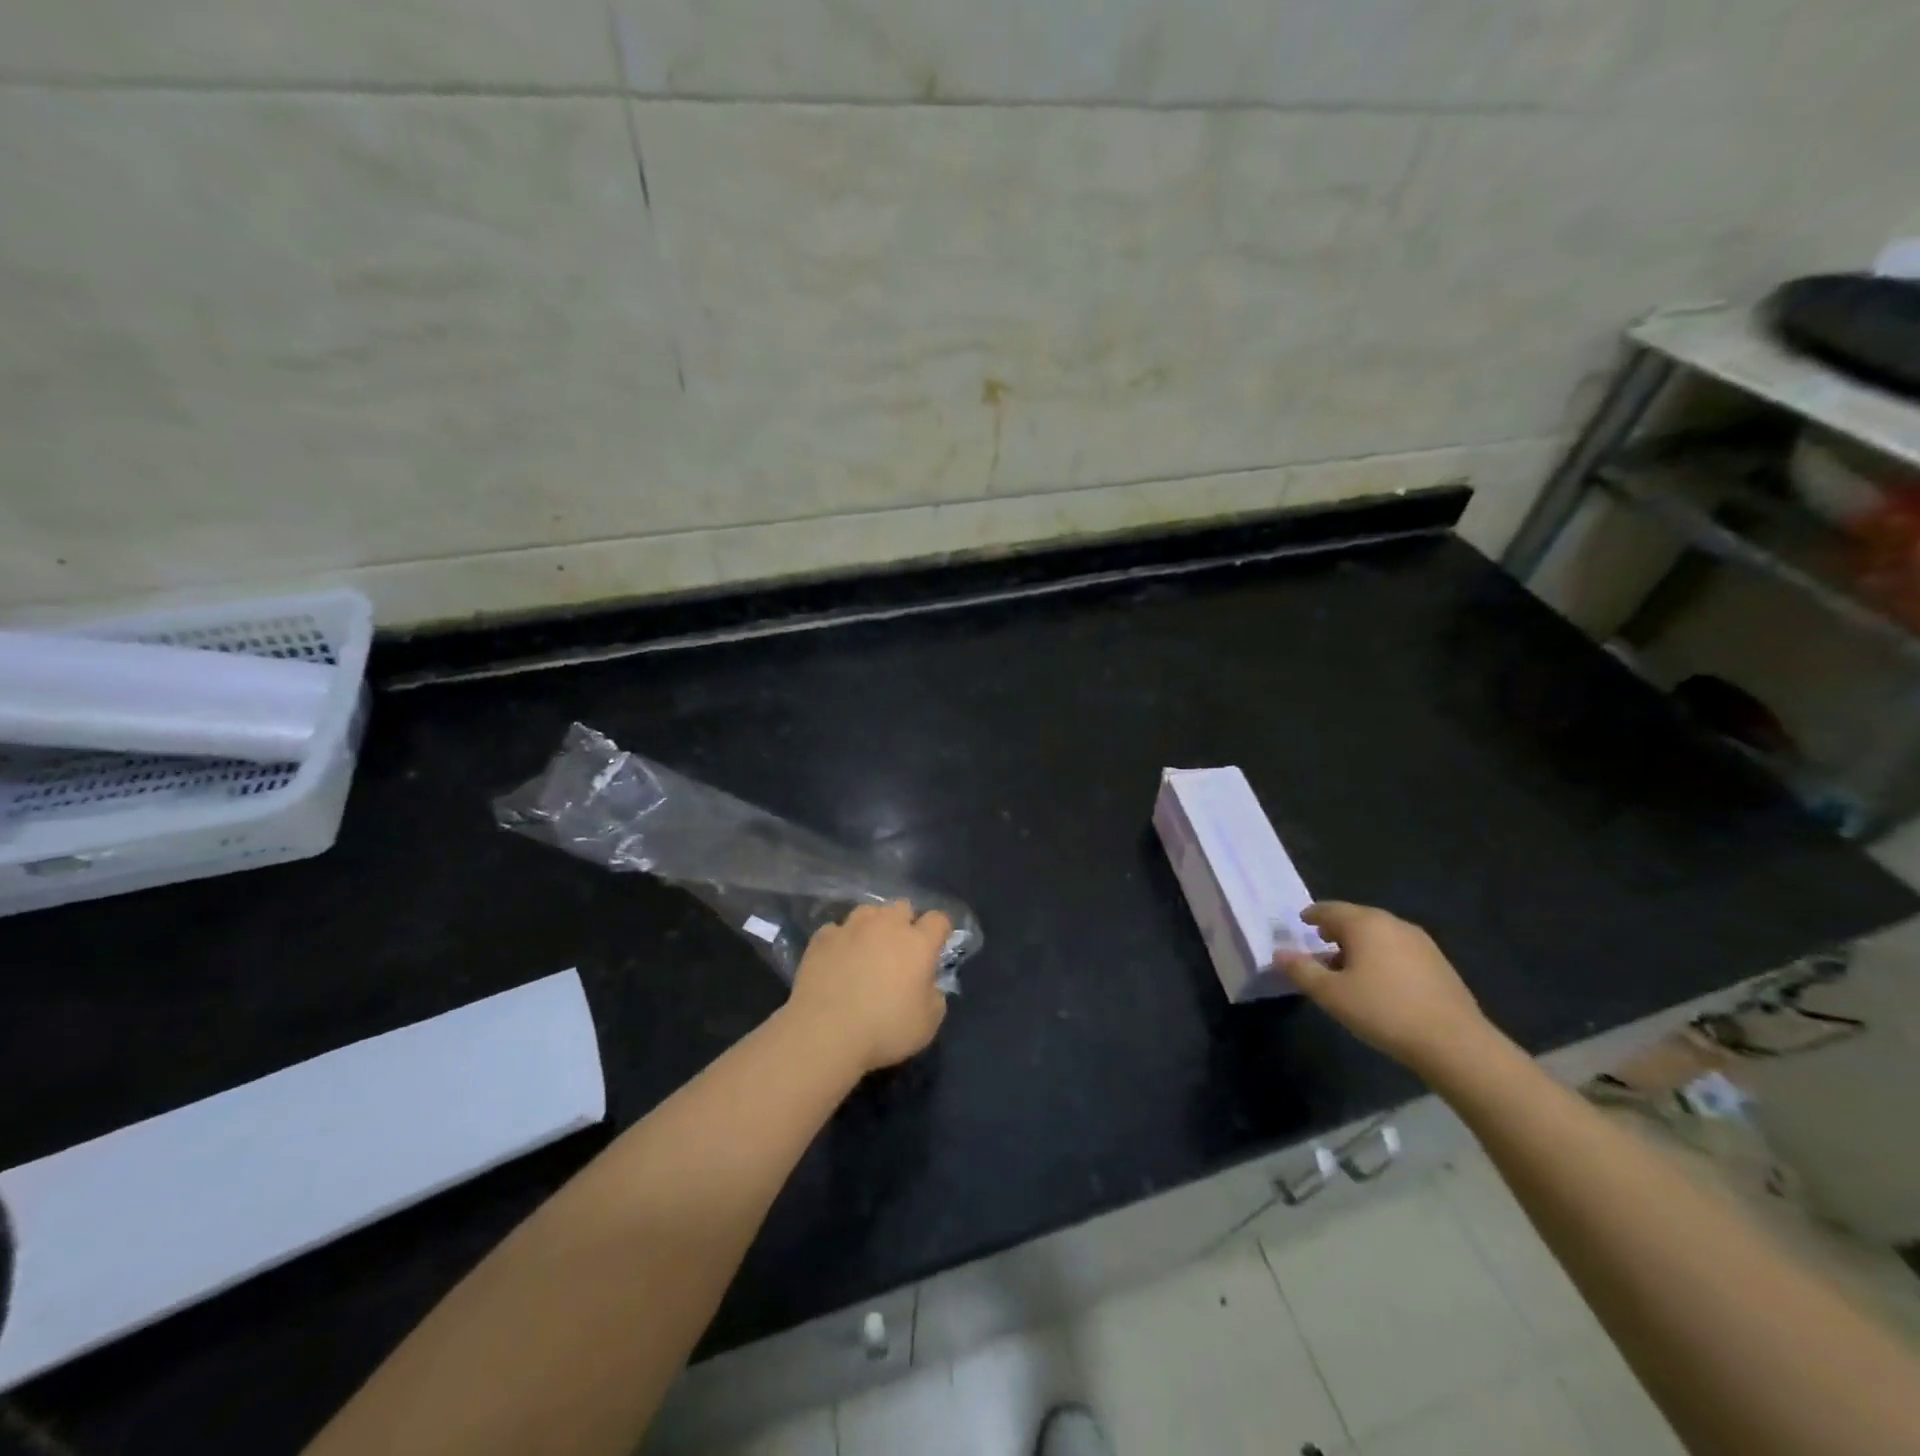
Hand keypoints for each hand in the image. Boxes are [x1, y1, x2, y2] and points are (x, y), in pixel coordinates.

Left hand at [786, 901, 952, 1074]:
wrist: (826, 1033)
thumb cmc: (885, 1030)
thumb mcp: (928, 1024)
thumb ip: (934, 996)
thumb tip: (928, 984)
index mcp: (918, 943)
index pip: (938, 920)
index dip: (939, 931)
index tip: (936, 947)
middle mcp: (886, 926)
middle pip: (902, 907)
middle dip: (905, 923)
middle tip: (900, 951)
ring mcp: (851, 928)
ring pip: (868, 911)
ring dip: (872, 926)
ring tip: (866, 949)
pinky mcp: (822, 938)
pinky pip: (836, 930)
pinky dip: (840, 941)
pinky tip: (837, 960)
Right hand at [1278, 902, 1497, 1078]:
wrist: (1454, 1043)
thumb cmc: (1383, 1011)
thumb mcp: (1330, 994)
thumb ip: (1301, 970)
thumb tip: (1279, 953)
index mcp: (1364, 924)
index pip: (1330, 909)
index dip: (1312, 915)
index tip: (1302, 922)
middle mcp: (1392, 923)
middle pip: (1356, 918)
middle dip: (1336, 929)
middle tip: (1320, 943)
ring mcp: (1420, 942)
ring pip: (1379, 934)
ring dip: (1359, 944)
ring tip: (1347, 966)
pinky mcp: (1438, 963)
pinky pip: (1398, 949)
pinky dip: (1381, 955)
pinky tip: (1379, 981)